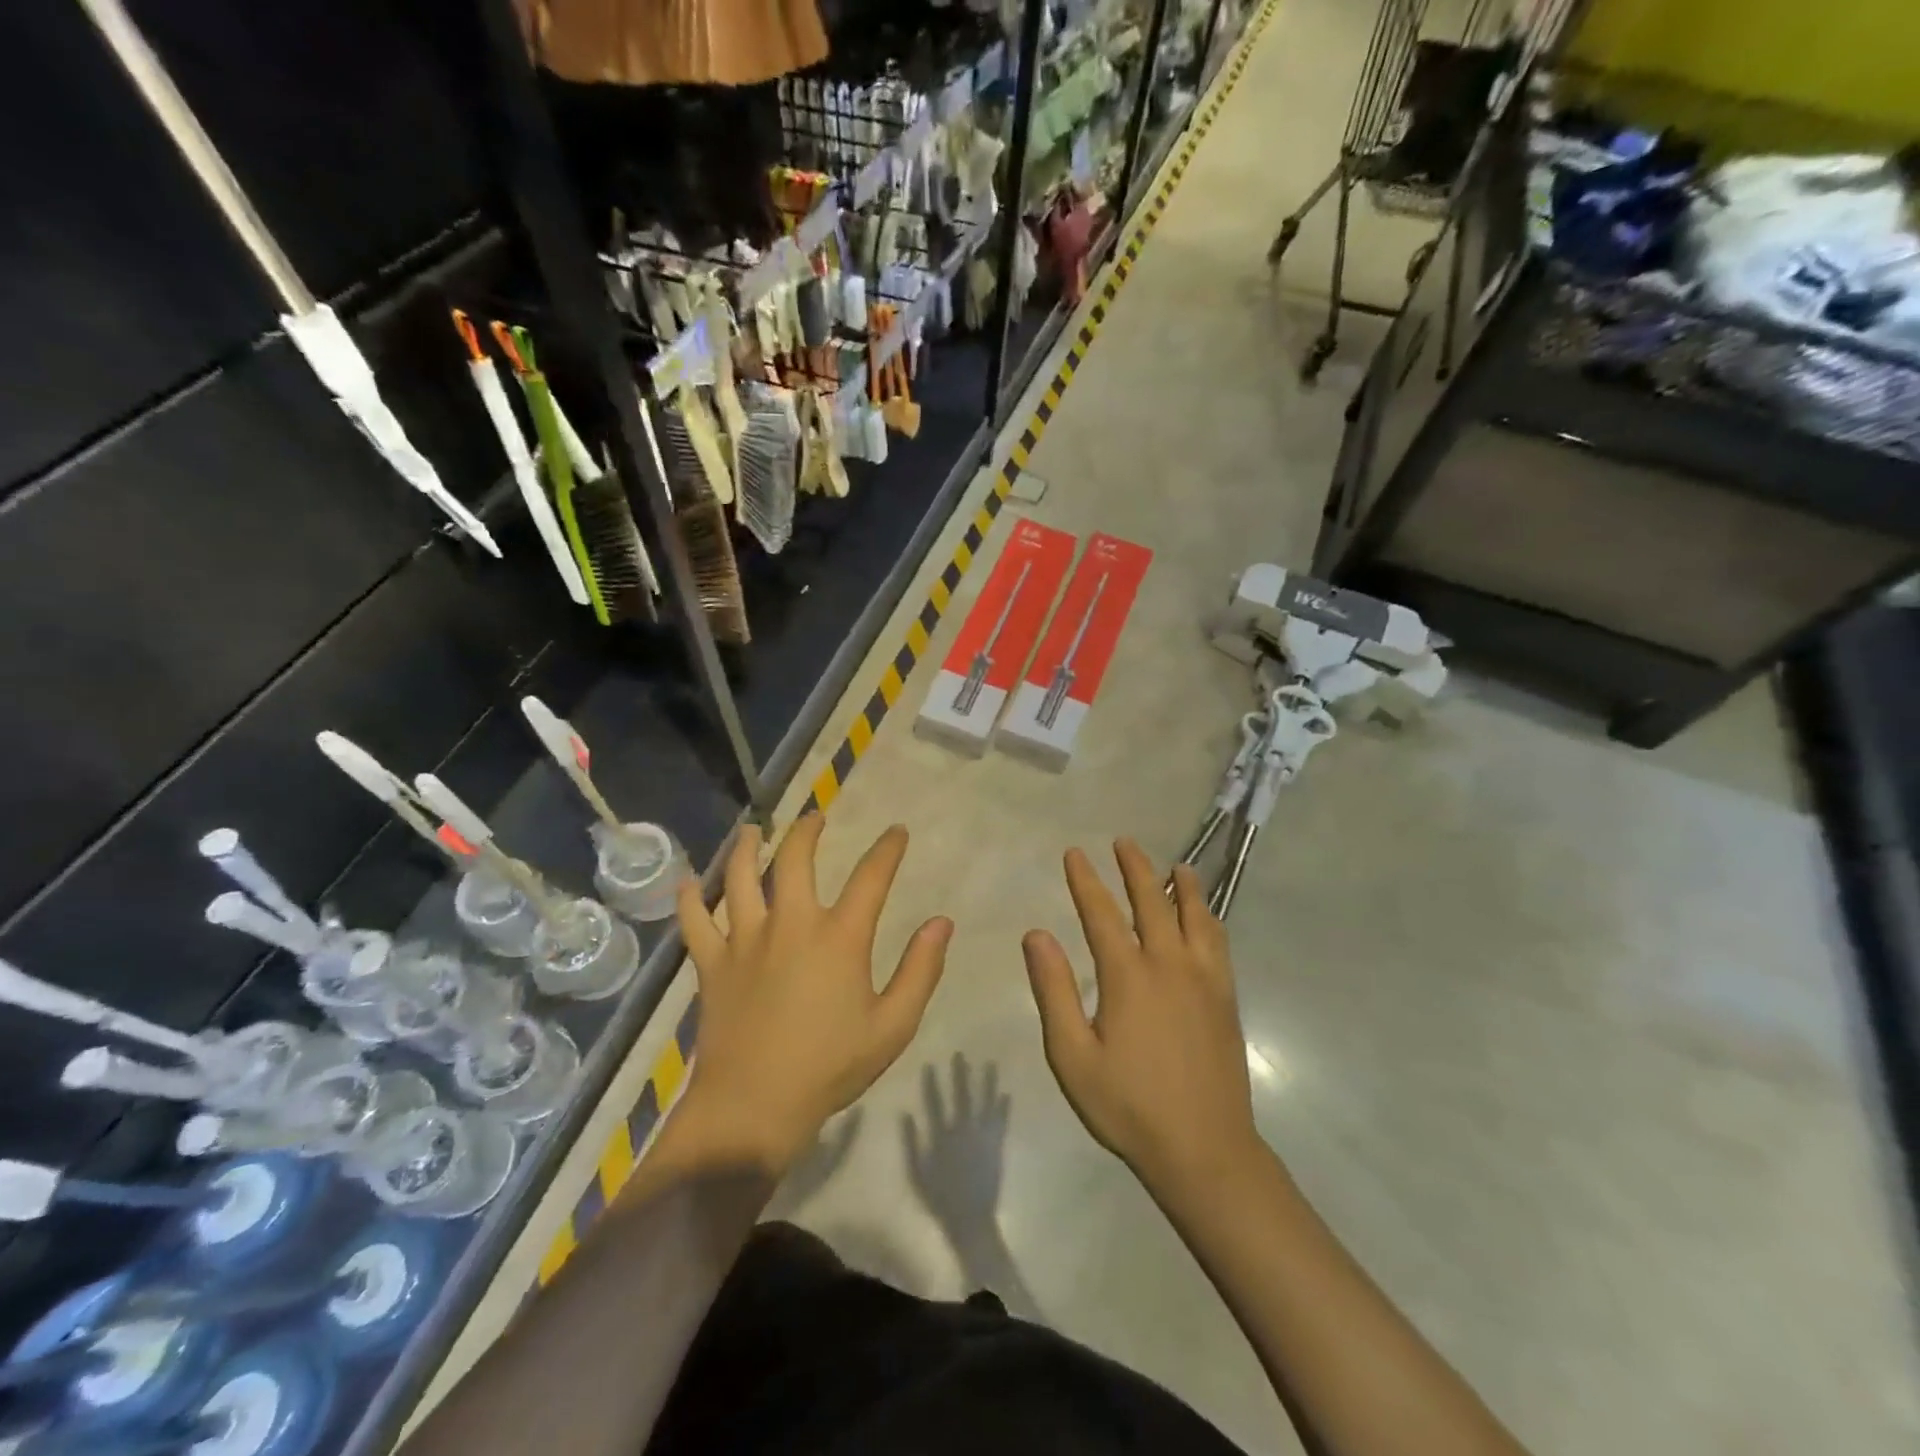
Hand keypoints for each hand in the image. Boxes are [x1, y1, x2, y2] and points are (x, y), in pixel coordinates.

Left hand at [674, 816, 950, 1174]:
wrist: (753, 1108)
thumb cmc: (830, 1067)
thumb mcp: (893, 1026)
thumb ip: (920, 970)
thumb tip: (941, 922)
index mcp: (839, 937)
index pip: (871, 877)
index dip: (887, 849)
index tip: (897, 831)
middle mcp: (791, 924)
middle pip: (796, 860)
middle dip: (808, 832)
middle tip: (816, 817)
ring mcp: (745, 941)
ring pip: (742, 878)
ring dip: (748, 848)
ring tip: (753, 830)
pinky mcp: (712, 964)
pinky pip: (695, 922)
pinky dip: (689, 899)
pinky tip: (687, 882)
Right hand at [902, 1054, 1009, 1238]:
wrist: (970, 1219)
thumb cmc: (939, 1198)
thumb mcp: (917, 1173)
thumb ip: (911, 1143)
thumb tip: (905, 1114)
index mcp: (942, 1136)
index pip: (935, 1103)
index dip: (932, 1083)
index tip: (930, 1064)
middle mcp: (963, 1131)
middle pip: (961, 1097)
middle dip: (960, 1074)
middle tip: (960, 1054)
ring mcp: (982, 1137)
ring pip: (984, 1103)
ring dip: (987, 1083)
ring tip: (990, 1064)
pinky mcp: (996, 1147)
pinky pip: (1001, 1122)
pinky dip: (1003, 1108)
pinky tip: (1006, 1093)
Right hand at [1023, 840, 1260, 1195]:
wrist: (1205, 1149)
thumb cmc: (1129, 1106)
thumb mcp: (1073, 1055)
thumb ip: (1053, 990)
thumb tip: (1036, 934)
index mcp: (1128, 976)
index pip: (1102, 914)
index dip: (1086, 881)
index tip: (1075, 853)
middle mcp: (1169, 965)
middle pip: (1152, 902)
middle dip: (1135, 868)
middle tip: (1123, 842)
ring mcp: (1204, 979)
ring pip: (1194, 916)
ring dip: (1182, 885)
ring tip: (1175, 865)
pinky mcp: (1226, 997)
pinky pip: (1219, 942)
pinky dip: (1209, 917)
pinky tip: (1206, 915)